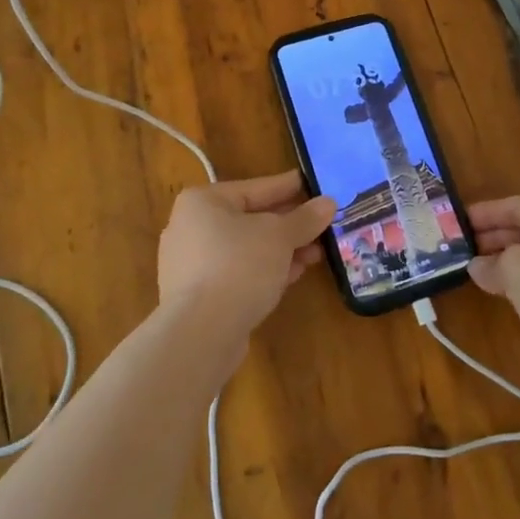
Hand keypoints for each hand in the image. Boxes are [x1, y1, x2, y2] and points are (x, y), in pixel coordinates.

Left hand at [158, 171, 335, 340]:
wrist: (201, 333)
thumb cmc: (239, 265)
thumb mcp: (280, 236)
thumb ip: (305, 218)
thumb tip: (328, 203)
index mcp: (203, 202)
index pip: (256, 187)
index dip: (289, 187)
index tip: (314, 185)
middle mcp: (190, 228)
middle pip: (251, 219)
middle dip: (289, 224)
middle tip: (322, 223)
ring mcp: (191, 265)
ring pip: (246, 249)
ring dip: (282, 250)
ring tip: (316, 252)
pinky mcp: (198, 297)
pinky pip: (238, 273)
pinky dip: (265, 270)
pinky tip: (294, 274)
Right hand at [468, 197, 519, 406]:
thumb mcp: (519, 271)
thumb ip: (493, 263)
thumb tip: (478, 267)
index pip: (519, 205)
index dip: (486, 213)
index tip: (457, 221)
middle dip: (496, 238)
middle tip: (462, 247)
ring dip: (510, 262)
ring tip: (477, 270)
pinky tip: (506, 293)